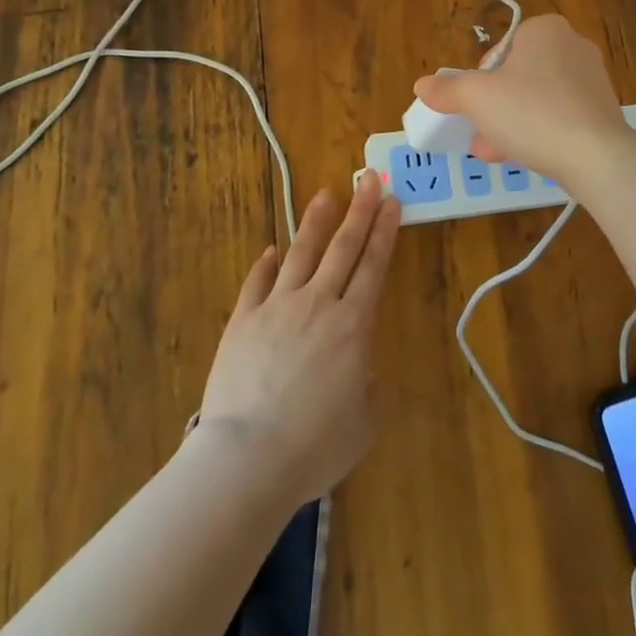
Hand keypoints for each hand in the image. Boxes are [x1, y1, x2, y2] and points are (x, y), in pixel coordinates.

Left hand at [197, 171, 400, 507]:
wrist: (247, 457)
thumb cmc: (314, 446)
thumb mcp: (362, 425)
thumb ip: (372, 392)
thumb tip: (369, 373)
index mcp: (353, 325)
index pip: (373, 265)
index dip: (384, 230)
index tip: (392, 200)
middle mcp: (318, 304)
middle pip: (343, 247)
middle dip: (360, 210)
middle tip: (369, 178)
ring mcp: (277, 307)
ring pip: (301, 253)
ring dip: (315, 222)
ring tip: (326, 194)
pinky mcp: (244, 319)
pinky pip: (258, 282)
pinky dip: (267, 263)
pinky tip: (271, 250)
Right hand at [412, 13, 631, 182]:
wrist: (595, 156)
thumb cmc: (530, 111)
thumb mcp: (477, 98)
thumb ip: (448, 89)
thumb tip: (423, 85)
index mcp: (545, 29)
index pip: (502, 47)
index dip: (482, 76)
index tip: (475, 102)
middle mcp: (573, 46)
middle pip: (519, 75)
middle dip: (494, 106)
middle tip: (479, 131)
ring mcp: (593, 81)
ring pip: (538, 100)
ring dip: (511, 123)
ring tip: (492, 152)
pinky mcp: (603, 113)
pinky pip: (560, 118)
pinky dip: (539, 133)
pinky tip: (522, 158)